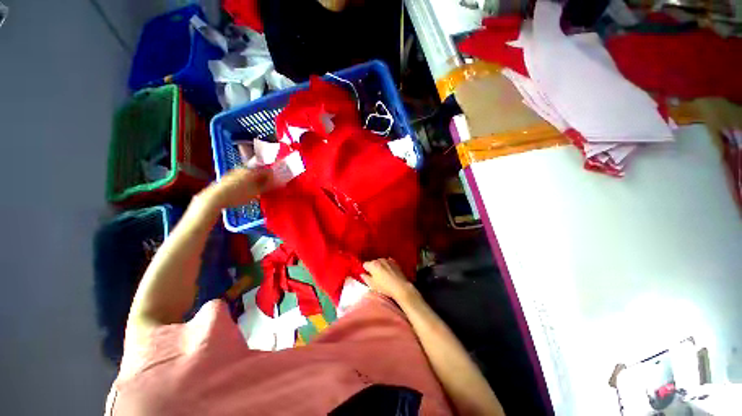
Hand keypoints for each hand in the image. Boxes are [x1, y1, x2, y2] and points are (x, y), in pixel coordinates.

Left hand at [205, 167, 272, 208]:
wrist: (214, 198)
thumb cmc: (237, 195)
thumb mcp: (255, 192)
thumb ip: (267, 186)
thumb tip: (277, 182)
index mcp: (251, 171)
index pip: (267, 171)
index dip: (273, 177)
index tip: (277, 183)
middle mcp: (242, 169)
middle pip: (257, 173)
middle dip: (263, 180)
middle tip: (267, 188)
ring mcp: (233, 174)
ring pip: (249, 177)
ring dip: (255, 183)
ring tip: (257, 192)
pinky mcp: (227, 180)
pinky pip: (241, 180)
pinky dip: (247, 185)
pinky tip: (246, 193)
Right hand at [361, 258, 415, 300]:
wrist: (400, 287)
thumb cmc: (385, 287)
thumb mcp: (372, 285)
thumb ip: (365, 278)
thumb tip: (362, 274)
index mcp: (373, 265)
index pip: (365, 264)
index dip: (365, 270)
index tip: (367, 275)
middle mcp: (380, 260)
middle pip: (373, 262)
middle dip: (373, 267)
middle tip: (375, 276)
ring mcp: (388, 260)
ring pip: (380, 262)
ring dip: (380, 266)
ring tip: (383, 275)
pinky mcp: (395, 262)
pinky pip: (388, 262)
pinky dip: (387, 265)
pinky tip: (389, 272)